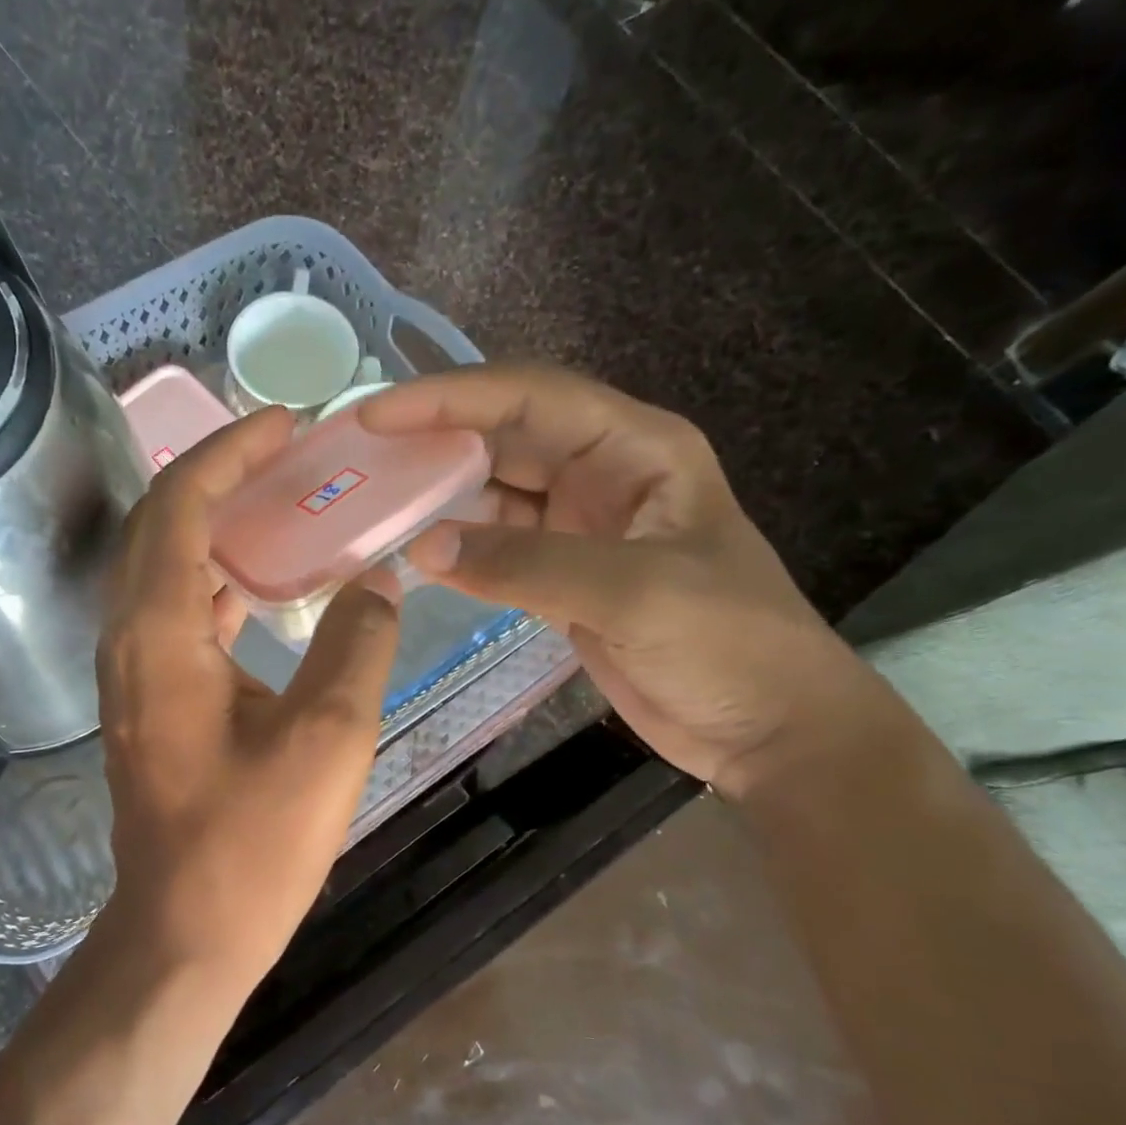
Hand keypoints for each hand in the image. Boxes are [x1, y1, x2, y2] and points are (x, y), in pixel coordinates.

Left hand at [95, 407, 401, 988]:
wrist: (186, 930)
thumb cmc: (254, 843)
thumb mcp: (328, 737)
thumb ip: (358, 643)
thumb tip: (381, 582)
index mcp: (161, 634)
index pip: (180, 505)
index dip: (230, 452)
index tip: (286, 425)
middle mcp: (129, 640)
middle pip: (157, 525)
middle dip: (216, 475)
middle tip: (284, 456)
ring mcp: (131, 675)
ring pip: (159, 568)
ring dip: (209, 525)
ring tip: (276, 505)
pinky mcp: (147, 704)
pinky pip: (171, 614)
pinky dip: (211, 581)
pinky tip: (258, 586)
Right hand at [361, 365, 883, 799]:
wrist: (765, 726)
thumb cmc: (725, 645)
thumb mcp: (631, 592)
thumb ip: (525, 564)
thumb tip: (424, 546)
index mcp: (636, 449)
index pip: (529, 399)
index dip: (449, 398)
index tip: (376, 414)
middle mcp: (605, 475)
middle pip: (505, 437)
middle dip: (434, 438)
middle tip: (360, 454)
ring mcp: (582, 528)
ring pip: (496, 491)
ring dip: (441, 493)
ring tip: (373, 498)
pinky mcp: (565, 577)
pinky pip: (498, 545)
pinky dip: (458, 547)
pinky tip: (415, 552)